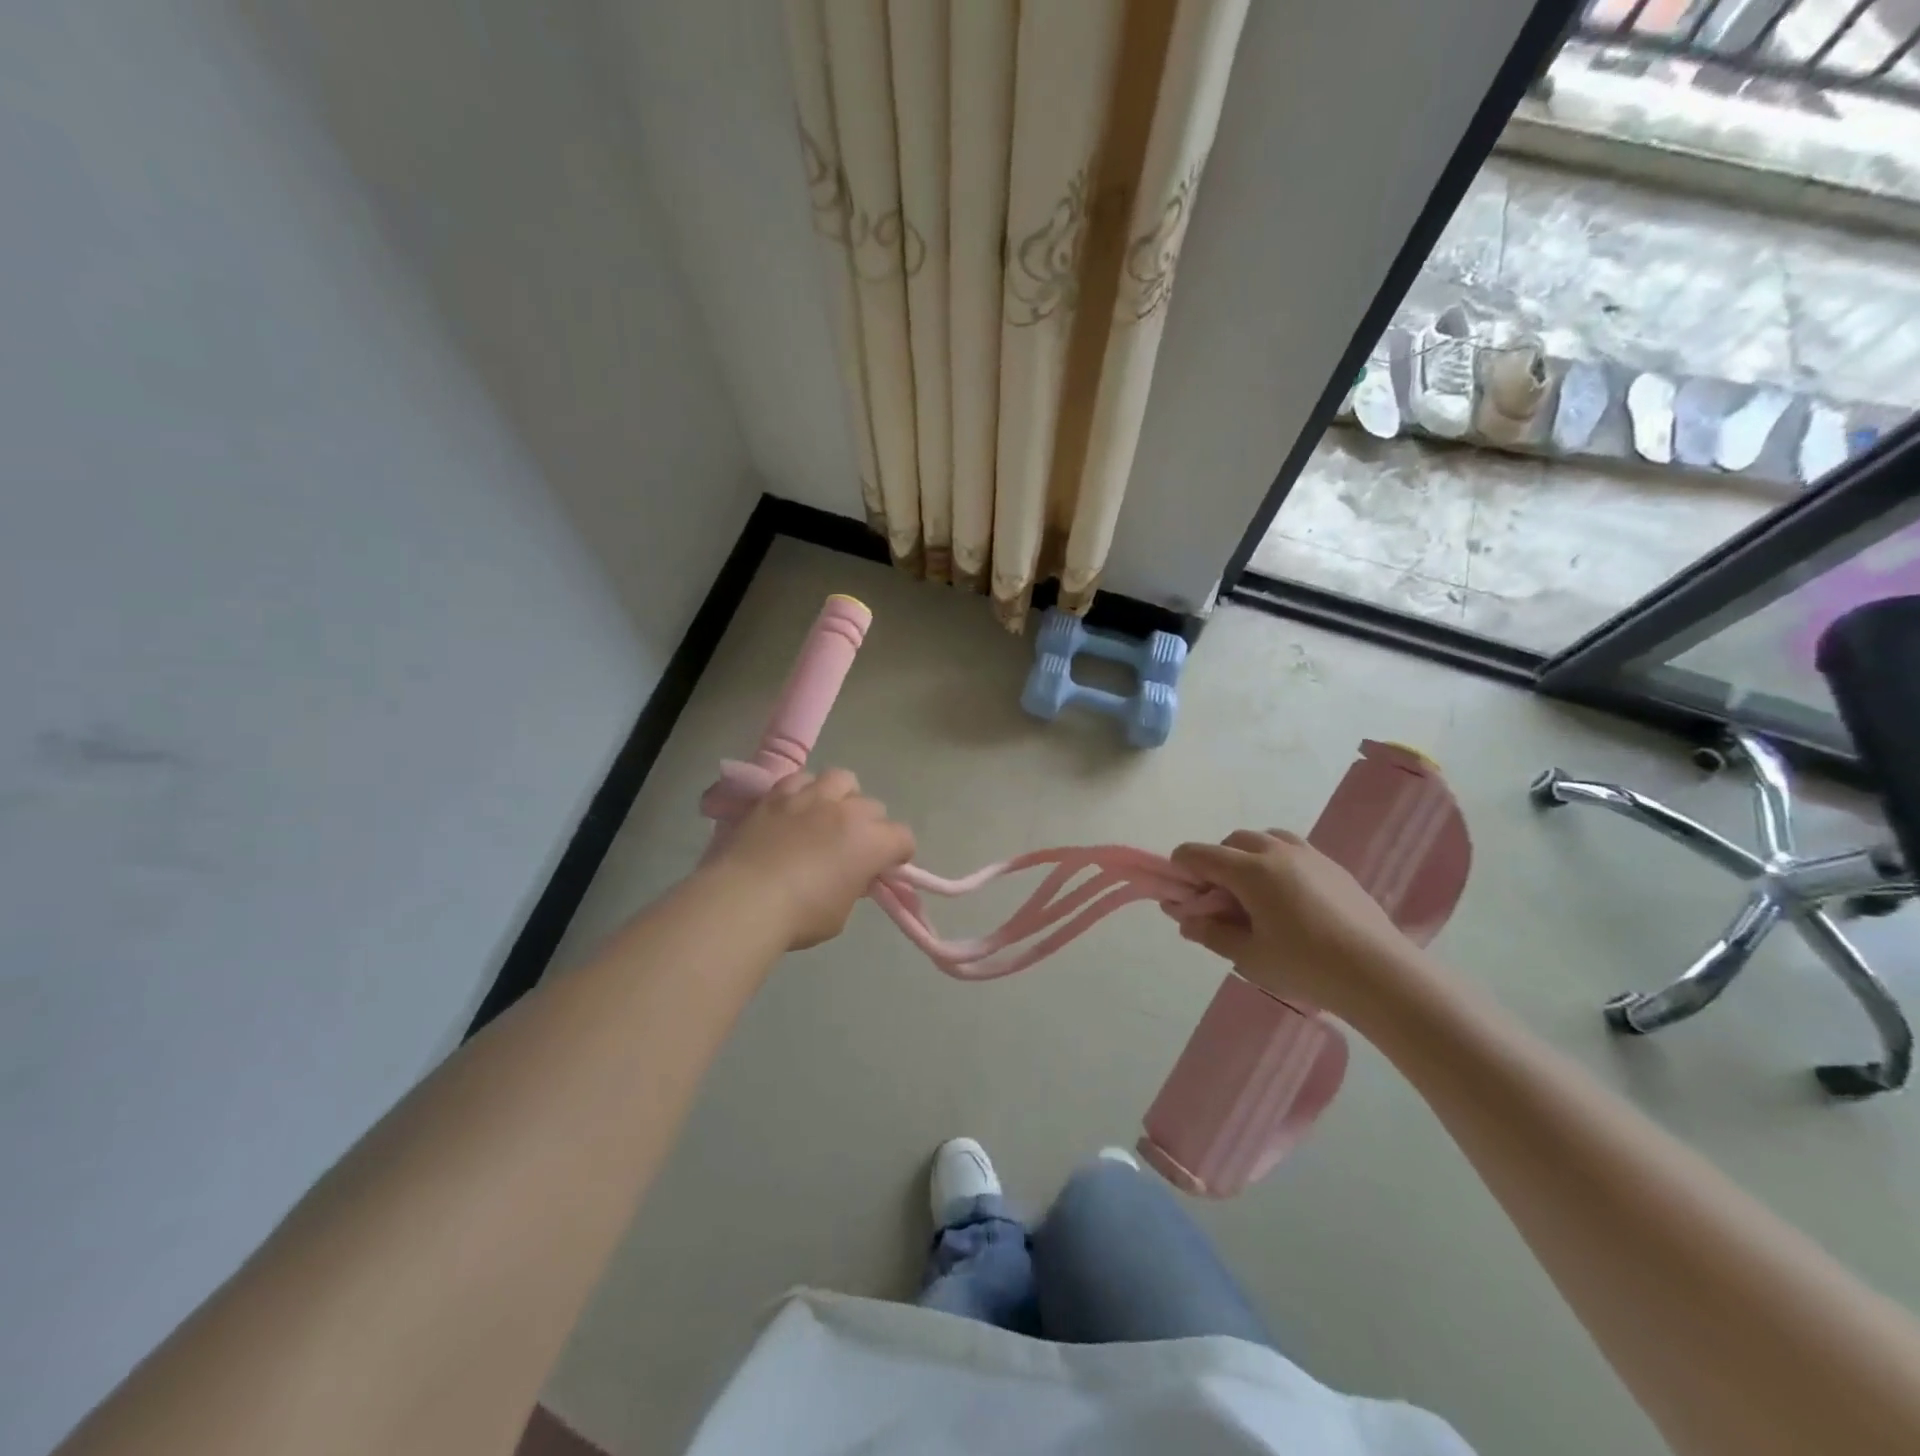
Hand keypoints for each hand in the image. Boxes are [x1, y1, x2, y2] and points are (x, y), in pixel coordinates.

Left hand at [708, 769, 915, 949]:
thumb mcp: (840, 912)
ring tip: (828, 815)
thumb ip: (853, 885)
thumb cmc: (800, 916)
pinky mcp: (778, 795)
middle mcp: (847, 811)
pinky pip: (801, 779)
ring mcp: (811, 797)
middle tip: (853, 848)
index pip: (903, 837)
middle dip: (871, 827)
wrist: (744, 900)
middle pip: (874, 807)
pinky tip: (796, 809)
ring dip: (842, 796)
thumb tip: (852, 873)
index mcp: (871, 841)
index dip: (898, 854)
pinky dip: (805, 791)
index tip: (886, 868)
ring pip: (842, 779)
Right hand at [1170, 830, 1434, 1022]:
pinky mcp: (1334, 866)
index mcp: (1250, 870)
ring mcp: (1310, 855)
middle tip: (1218, 901)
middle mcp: (1276, 851)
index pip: (1199, 854)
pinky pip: (1293, 851)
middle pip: (1232, 841)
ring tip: (1254, 895)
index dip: (1181, 869)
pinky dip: (1277, 863)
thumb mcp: (1248, 955)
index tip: (1179, 894)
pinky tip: (1288, 899)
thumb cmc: (1305, 965)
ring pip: (1265, 839)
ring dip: (1248, 857)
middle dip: (1216, 863)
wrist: (1380, 974)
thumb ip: (1210, 933)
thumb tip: (1184, 918)